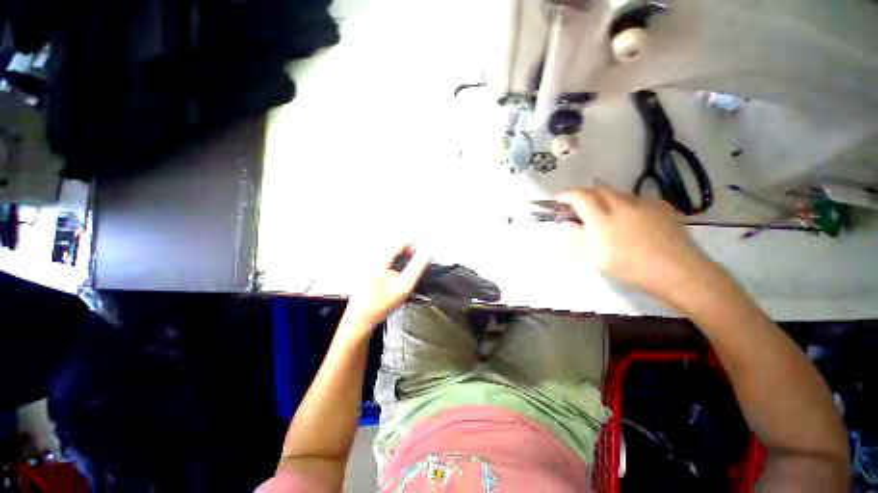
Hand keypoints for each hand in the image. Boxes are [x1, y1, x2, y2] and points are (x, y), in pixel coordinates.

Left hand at [344, 244, 430, 328]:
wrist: (360, 319)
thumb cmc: (383, 303)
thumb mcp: (405, 285)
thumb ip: (417, 266)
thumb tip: (428, 251)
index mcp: (380, 258)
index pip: (400, 242)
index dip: (415, 242)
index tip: (427, 248)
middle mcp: (372, 257)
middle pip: (394, 245)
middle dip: (409, 250)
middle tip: (420, 260)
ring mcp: (367, 263)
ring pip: (389, 252)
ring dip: (402, 256)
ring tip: (411, 266)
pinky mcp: (366, 270)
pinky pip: (384, 259)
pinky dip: (395, 261)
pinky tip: (399, 272)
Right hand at [557, 187, 715, 302]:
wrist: (678, 271)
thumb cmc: (630, 267)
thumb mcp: (596, 256)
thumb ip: (579, 237)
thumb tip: (567, 224)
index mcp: (602, 217)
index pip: (580, 197)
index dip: (566, 195)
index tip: (557, 198)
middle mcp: (621, 204)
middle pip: (598, 189)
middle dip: (583, 192)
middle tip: (575, 202)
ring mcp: (643, 203)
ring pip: (616, 193)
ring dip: (603, 196)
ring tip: (600, 208)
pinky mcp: (660, 207)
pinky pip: (635, 199)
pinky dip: (624, 203)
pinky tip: (628, 216)